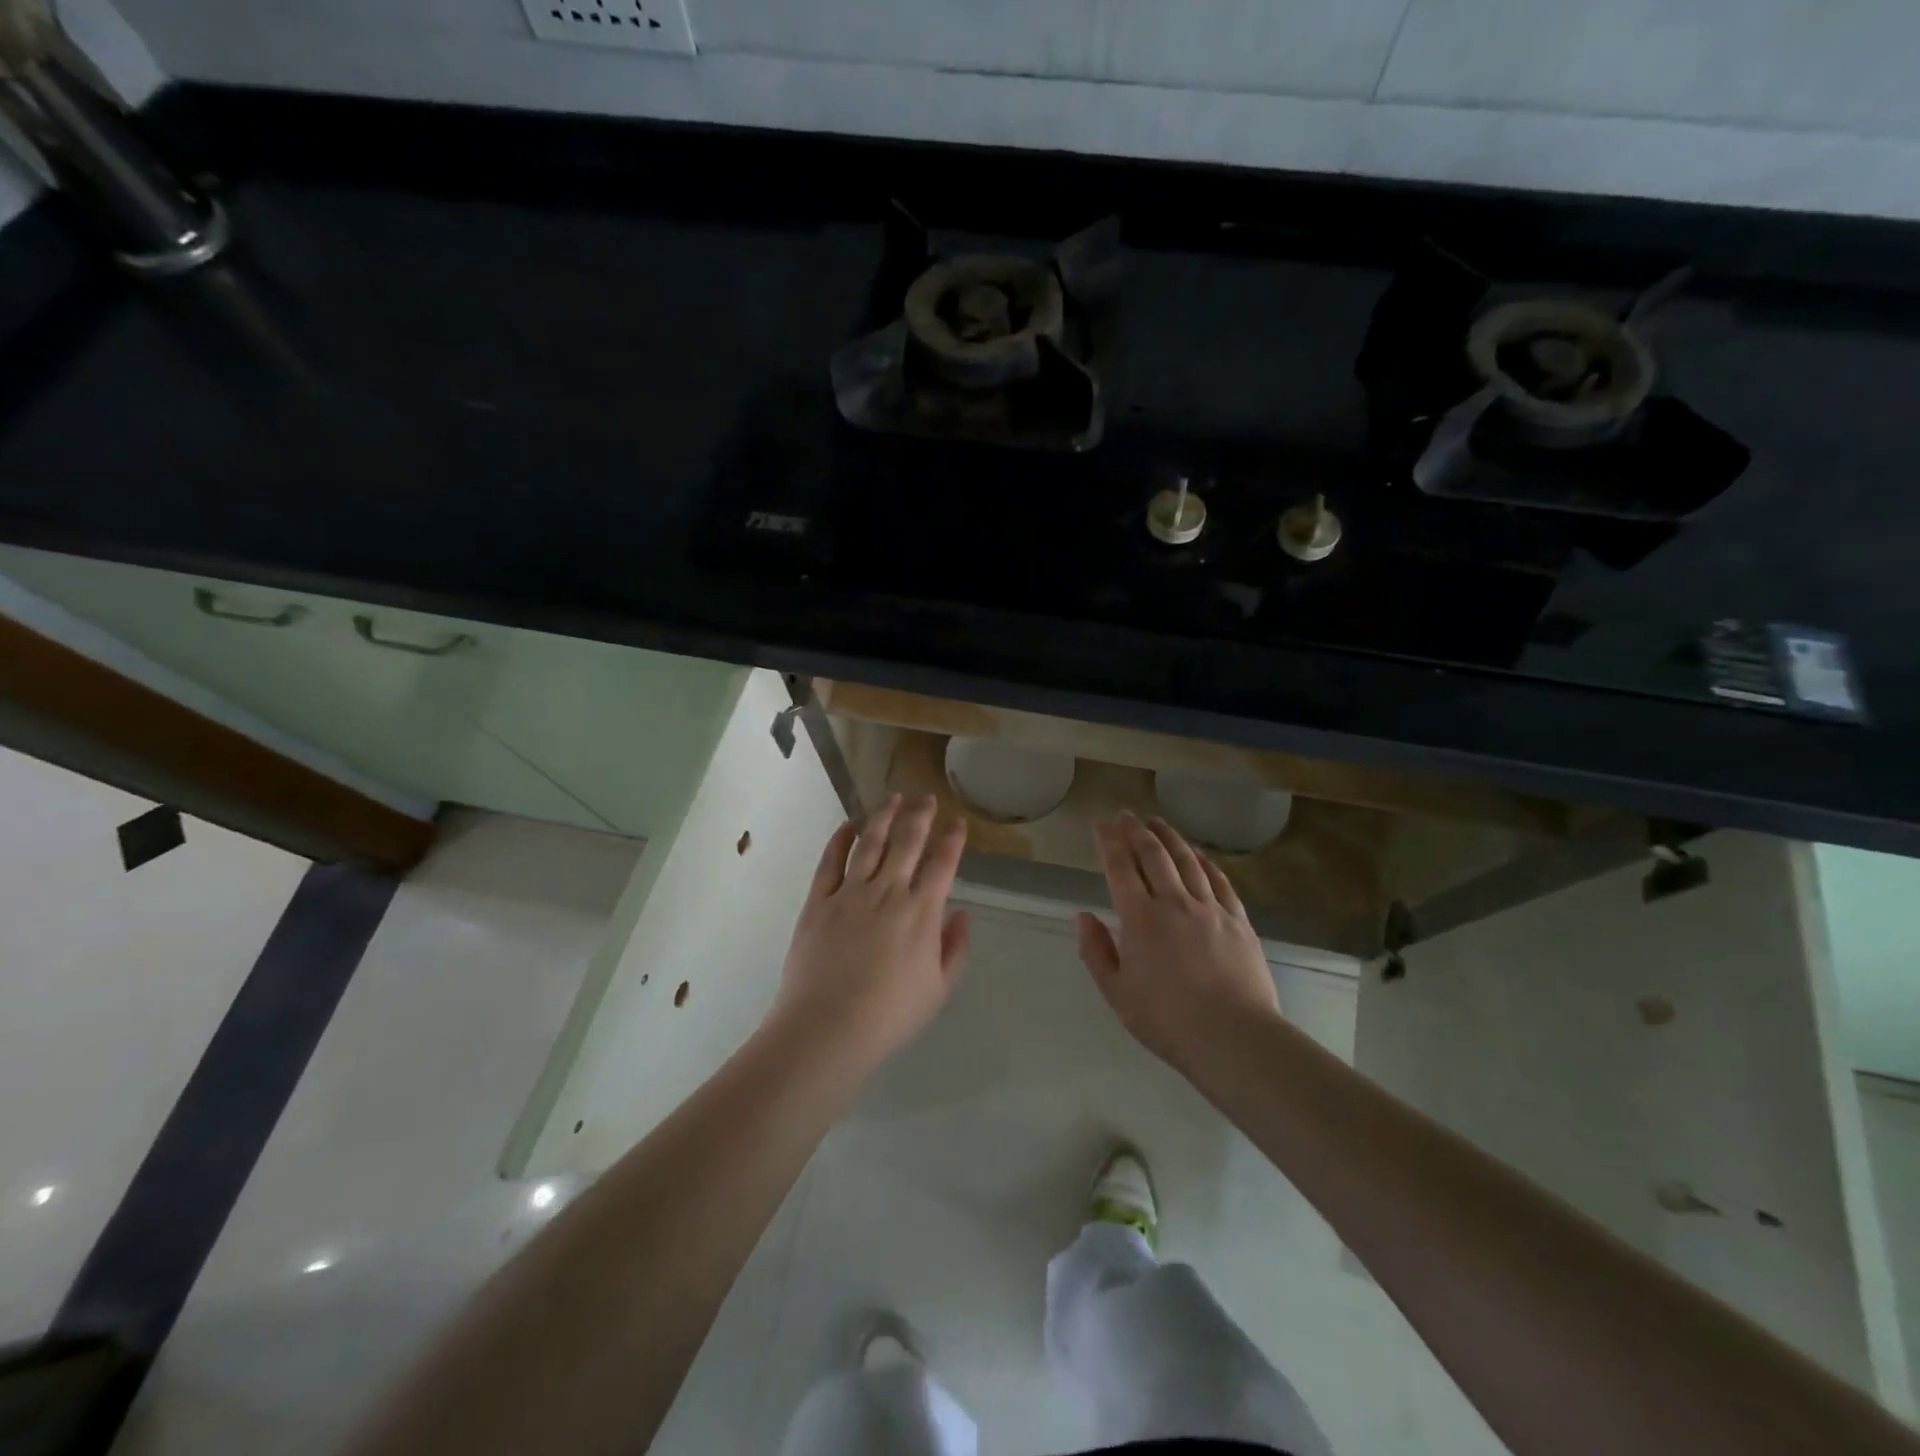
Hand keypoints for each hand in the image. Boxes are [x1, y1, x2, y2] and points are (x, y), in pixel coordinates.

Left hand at [767, 794, 970, 1076]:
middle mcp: (888, 892)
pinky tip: (847, 826)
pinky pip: (830, 861)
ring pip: (870, 842)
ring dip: (883, 816)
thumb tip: (961, 914)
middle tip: (926, 798)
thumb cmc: (889, 1015)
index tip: (957, 822)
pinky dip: (840, 839)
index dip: (952, 839)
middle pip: (907, 841)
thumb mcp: (938, 989)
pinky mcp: (818, 901)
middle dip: (920, 815)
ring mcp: (850, 893)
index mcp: (921, 912)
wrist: (827, 1027)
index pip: (942, 863)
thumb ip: (954, 949)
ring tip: (893, 798)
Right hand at [1077, 812, 1279, 1071]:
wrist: (1234, 1037)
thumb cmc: (1167, 1020)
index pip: (1120, 867)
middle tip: (1125, 815)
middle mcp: (1174, 902)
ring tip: (1156, 822)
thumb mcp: (1117, 993)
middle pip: (1153, 855)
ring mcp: (1210, 908)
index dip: (1109, 842)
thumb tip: (1084, 916)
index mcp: (1140, 918)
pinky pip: (1219, 880)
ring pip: (1187, 860)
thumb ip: (1097, 951)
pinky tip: (1197, 854)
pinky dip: (1204, 861)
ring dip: (1169, 837)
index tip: (1101, 824)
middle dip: (1136, 830)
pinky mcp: (1238, 919)